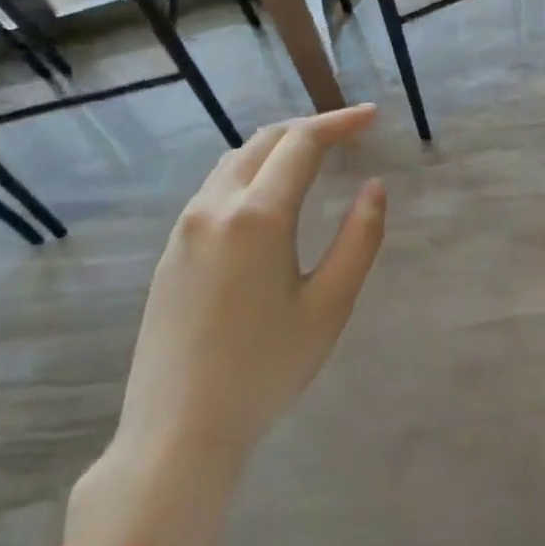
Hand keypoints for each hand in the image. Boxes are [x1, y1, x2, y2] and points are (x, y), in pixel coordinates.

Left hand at [70, 106, 385, 545]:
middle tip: (350, 132)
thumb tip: (373, 187)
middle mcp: (213, 208)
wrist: (178, 429)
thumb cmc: (267, 368)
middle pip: (263, 142)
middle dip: (309, 127)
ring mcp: (184, 230)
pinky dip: (250, 173)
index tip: (373, 116)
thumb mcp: (330, 305)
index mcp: (257, 216)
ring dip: (276, 148)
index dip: (340, 122)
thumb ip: (360, 238)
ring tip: (313, 157)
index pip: (301, 143)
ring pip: (232, 162)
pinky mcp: (171, 253)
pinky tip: (269, 199)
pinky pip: (213, 190)